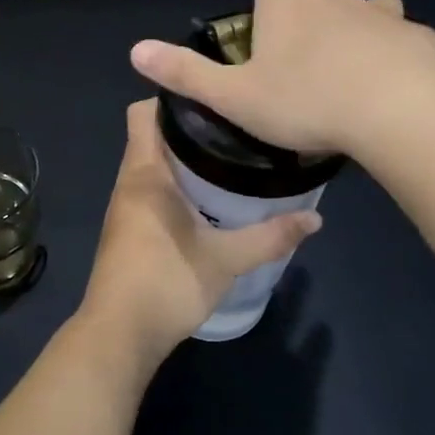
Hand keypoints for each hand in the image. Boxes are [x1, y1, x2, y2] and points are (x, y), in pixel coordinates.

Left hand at [76, 100, 320, 366]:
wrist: (119, 336)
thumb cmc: (166, 283)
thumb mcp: (226, 260)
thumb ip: (270, 237)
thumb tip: (315, 219)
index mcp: (145, 174)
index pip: (143, 112)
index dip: (172, 98)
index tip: (214, 98)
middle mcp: (129, 182)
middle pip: (152, 135)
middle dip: (189, 127)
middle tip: (235, 127)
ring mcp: (125, 207)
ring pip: (152, 164)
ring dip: (183, 158)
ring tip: (229, 157)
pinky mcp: (128, 229)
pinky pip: (151, 189)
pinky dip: (176, 183)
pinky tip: (209, 198)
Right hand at [129, 0, 434, 157]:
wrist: (397, 112)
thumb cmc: (306, 102)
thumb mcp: (235, 96)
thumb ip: (187, 74)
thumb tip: (135, 51)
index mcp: (288, 4)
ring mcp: (382, 16)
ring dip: (362, 0)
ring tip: (358, 17)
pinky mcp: (416, 40)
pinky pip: (407, 31)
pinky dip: (398, 38)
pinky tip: (400, 58)